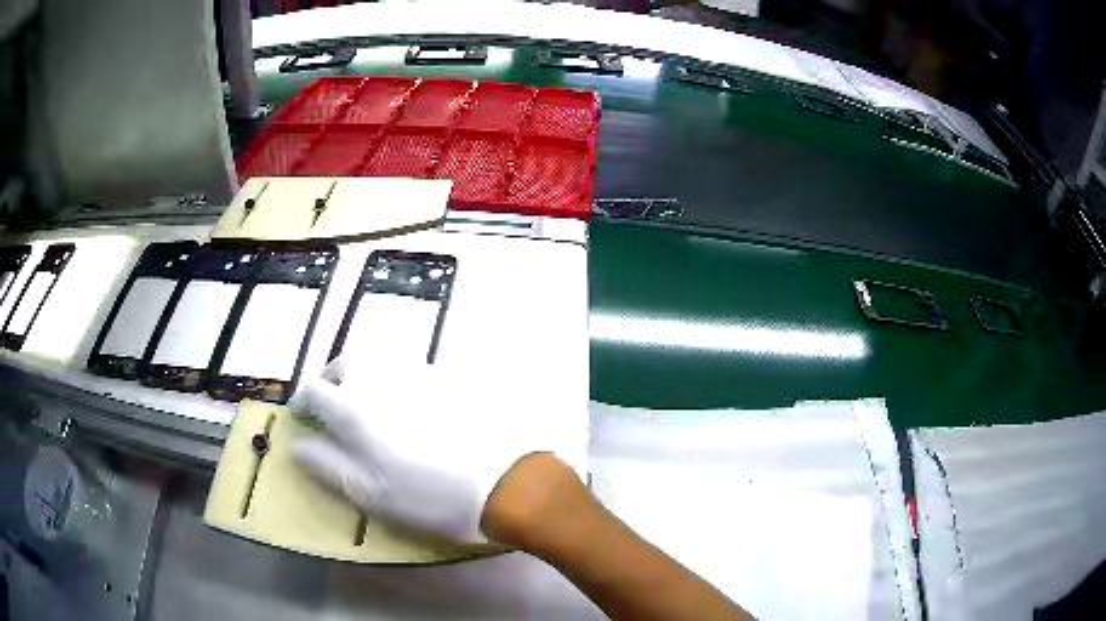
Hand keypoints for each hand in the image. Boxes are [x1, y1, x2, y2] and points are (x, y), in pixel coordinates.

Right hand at [287, 358, 573, 543]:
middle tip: (334, 403)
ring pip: (378, 359)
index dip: (304, 402)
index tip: (304, 416)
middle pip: (345, 363)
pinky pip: (411, 366)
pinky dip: (396, 378)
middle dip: (332, 380)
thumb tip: (298, 446)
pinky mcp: (450, 375)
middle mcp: (381, 378)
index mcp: (355, 407)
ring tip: (368, 401)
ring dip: (364, 374)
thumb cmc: (431, 496)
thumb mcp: (371, 494)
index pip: (314, 390)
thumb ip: (328, 466)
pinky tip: (409, 403)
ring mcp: (418, 372)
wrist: (505, 481)